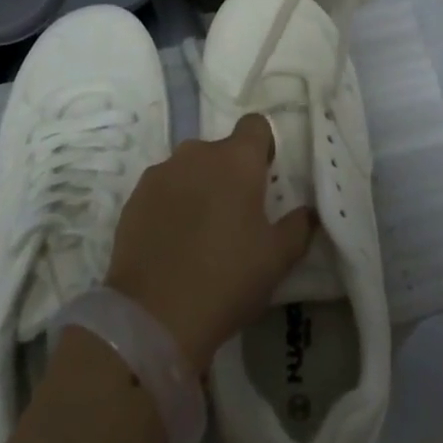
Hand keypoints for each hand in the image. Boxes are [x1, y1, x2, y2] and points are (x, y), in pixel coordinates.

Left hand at [105, 114, 314, 373]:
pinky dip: (169, 205)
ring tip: (198, 234)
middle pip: (220, 150)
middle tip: (233, 217)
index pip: (255, 125)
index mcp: (237, 159)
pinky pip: (161, 189)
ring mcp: (161, 172)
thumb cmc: (226, 280)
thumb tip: (307, 211)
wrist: (152, 317)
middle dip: (228, 174)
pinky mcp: (134, 197)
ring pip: (189, 169)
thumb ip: (298, 227)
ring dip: (197, 188)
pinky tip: (170, 244)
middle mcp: (198, 153)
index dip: (262, 147)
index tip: (264, 178)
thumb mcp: (277, 260)